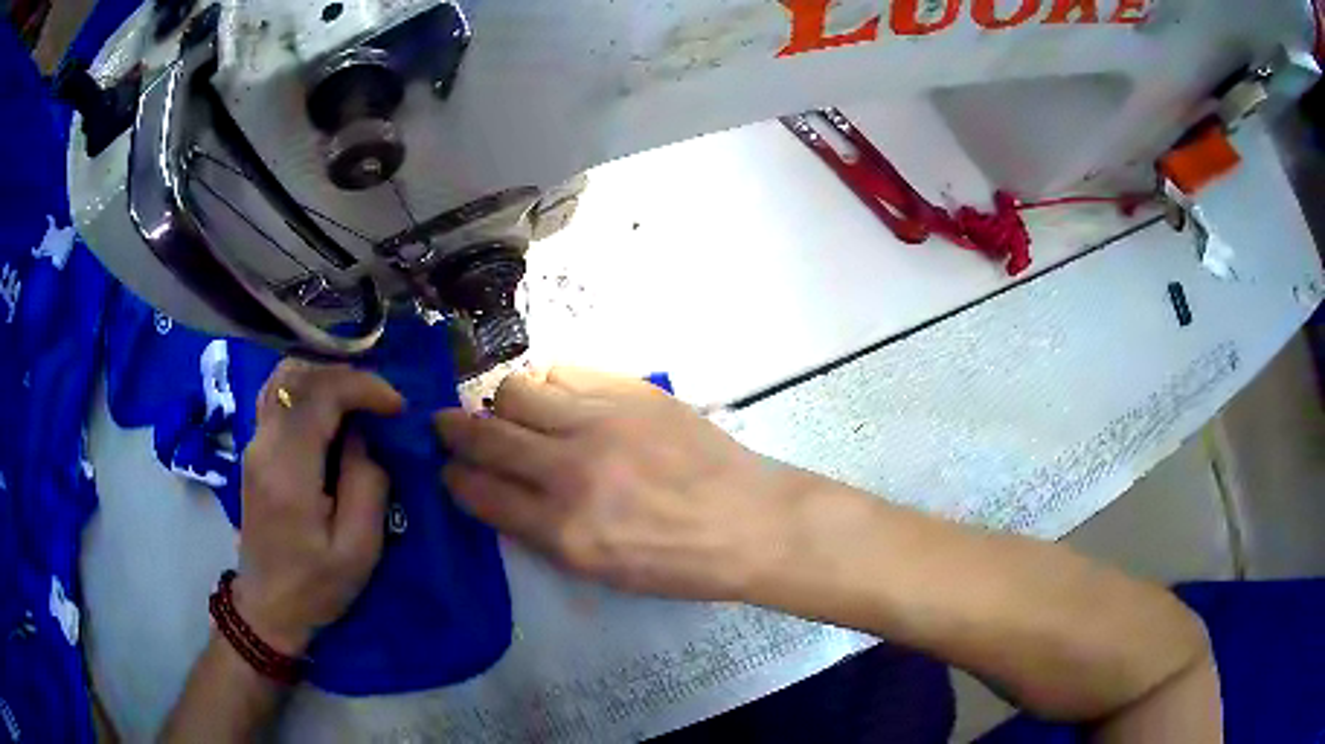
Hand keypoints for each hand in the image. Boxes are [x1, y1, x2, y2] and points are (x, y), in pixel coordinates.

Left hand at [236, 360, 403, 654]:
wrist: (267, 606)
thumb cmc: (316, 587)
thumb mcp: (358, 549)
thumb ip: (367, 484)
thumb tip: (368, 438)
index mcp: (288, 472)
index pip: (320, 394)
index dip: (363, 387)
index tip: (397, 408)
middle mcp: (263, 445)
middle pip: (298, 375)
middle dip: (347, 377)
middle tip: (381, 403)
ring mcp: (254, 444)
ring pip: (284, 378)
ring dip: (326, 379)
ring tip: (359, 403)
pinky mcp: (255, 449)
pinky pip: (279, 396)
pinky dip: (309, 389)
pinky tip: (331, 411)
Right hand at [435, 368, 799, 600]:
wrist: (748, 521)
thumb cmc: (678, 561)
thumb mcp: (600, 571)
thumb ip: (541, 532)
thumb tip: (499, 492)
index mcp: (564, 530)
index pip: (481, 492)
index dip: (454, 477)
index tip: (448, 468)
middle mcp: (571, 471)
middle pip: (485, 435)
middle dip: (452, 429)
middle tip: (444, 425)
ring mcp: (601, 422)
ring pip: (517, 391)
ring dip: (503, 405)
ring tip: (514, 415)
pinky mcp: (629, 391)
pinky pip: (563, 370)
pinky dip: (548, 385)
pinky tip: (558, 400)